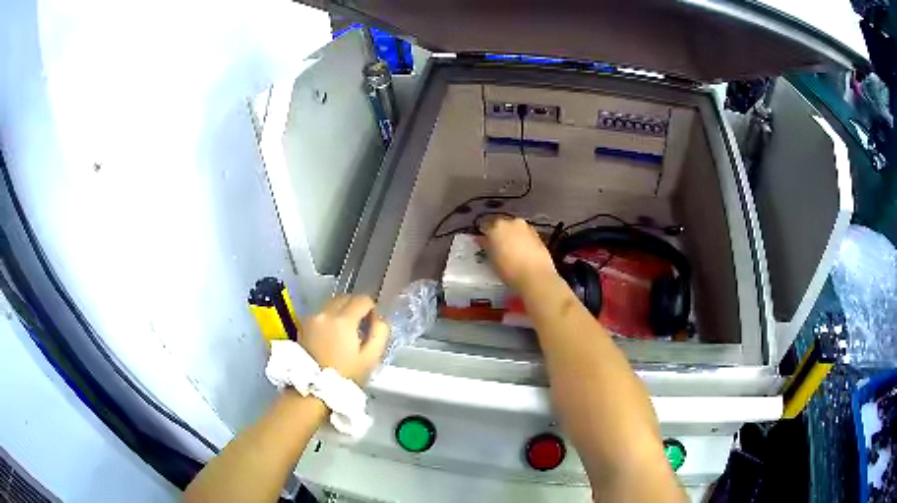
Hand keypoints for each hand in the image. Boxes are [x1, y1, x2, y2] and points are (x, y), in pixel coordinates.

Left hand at [299, 295, 388, 383]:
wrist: (313, 388)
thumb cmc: (345, 375)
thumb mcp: (371, 358)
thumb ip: (380, 333)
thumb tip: (379, 318)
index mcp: (343, 320)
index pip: (363, 299)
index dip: (372, 308)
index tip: (373, 322)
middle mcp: (325, 313)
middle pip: (346, 297)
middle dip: (356, 306)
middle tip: (362, 325)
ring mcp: (312, 318)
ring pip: (332, 303)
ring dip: (342, 310)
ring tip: (347, 330)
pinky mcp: (303, 324)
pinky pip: (321, 313)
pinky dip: (329, 318)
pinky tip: (332, 335)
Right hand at [481, 217, 557, 292]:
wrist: (535, 276)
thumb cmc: (508, 270)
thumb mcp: (492, 259)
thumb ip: (486, 245)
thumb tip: (482, 239)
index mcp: (496, 226)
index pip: (485, 227)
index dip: (484, 236)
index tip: (483, 244)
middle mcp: (512, 222)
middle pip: (501, 225)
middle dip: (499, 234)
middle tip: (497, 248)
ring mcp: (526, 227)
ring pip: (514, 229)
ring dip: (511, 236)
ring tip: (511, 252)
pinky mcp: (538, 235)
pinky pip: (525, 235)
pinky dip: (522, 240)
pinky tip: (522, 253)